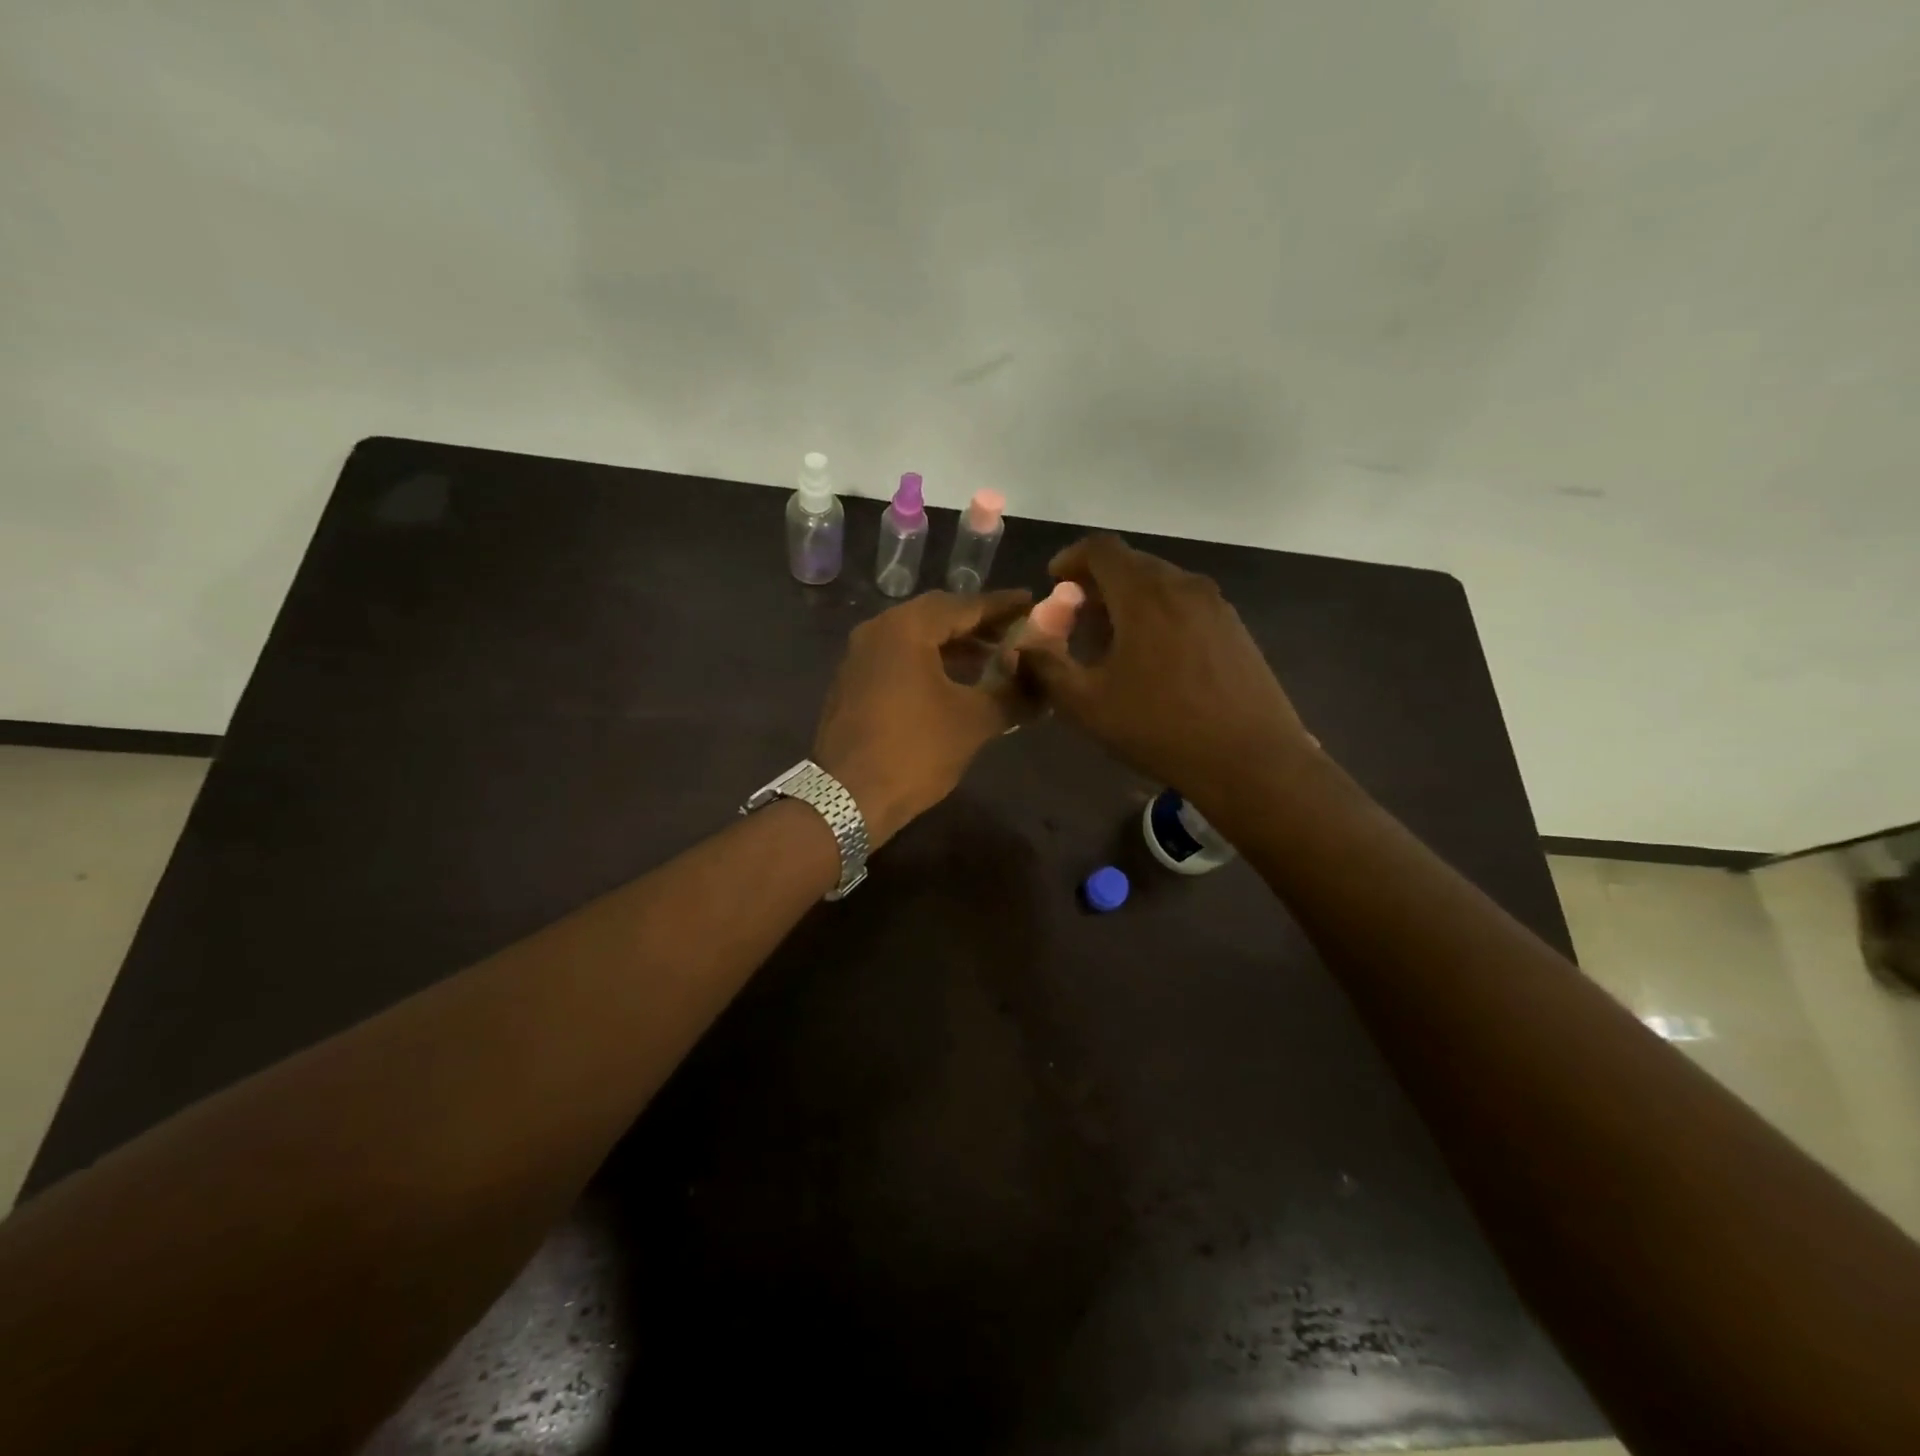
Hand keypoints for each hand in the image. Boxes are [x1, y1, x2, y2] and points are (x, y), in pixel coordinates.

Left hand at [814, 589, 1031, 846]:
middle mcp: (877, 631)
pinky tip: (956, 682)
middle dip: (979, 625)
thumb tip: (1044, 684)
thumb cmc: (914, 752)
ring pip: (916, 638)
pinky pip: (899, 659)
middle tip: (1016, 633)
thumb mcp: (974, 722)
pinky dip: (930, 662)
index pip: (963, 605)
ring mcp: (859, 657)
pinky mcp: (853, 683)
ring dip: (955, 646)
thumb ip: (1013, 693)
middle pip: (937, 616)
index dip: (1002, 607)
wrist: (846, 798)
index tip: (1033, 603)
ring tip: (994, 659)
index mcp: (905, 628)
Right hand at [1011, 534, 1315, 811]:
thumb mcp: (1087, 704)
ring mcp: (1216, 605)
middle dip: (1098, 582)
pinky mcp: (1235, 628)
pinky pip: (1185, 604)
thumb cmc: (1160, 728)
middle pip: (1132, 563)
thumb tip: (1024, 647)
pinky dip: (1158, 613)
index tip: (1054, 580)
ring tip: (1112, 641)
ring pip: (1161, 583)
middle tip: (1077, 619)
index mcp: (1144, 593)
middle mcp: (1183, 585)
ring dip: (1128, 599)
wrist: (1251, 759)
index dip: (1071, 558)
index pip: (1101, 548)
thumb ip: (1047, 668)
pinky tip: (1153, 657)